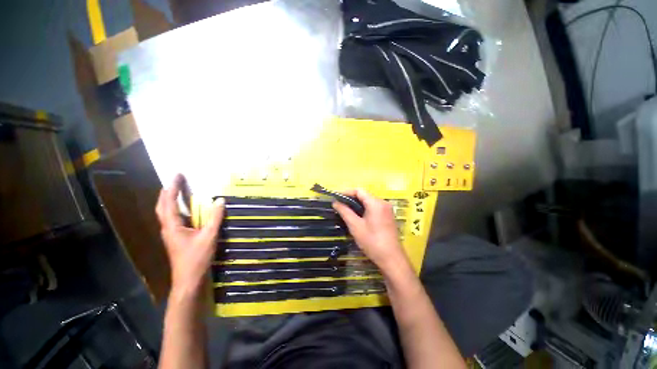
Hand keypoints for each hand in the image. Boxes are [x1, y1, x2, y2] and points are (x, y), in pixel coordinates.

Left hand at [155, 174, 223, 295]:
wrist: (188, 280)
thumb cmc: (196, 258)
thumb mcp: (209, 236)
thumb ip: (215, 218)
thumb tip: (220, 200)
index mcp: (172, 226)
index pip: (169, 202)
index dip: (173, 188)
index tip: (177, 175)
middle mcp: (168, 228)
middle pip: (162, 207)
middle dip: (167, 192)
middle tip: (174, 181)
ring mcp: (171, 234)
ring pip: (165, 213)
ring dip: (169, 201)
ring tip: (176, 191)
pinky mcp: (176, 239)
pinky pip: (173, 219)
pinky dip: (175, 210)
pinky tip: (184, 211)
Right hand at [333, 189, 408, 272]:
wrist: (392, 259)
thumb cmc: (372, 242)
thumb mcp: (355, 226)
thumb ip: (345, 212)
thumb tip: (335, 202)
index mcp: (376, 203)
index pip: (359, 191)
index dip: (346, 192)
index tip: (335, 197)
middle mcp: (383, 203)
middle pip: (364, 195)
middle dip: (350, 198)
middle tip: (339, 204)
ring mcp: (387, 209)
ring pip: (369, 201)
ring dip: (357, 204)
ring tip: (345, 210)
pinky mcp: (388, 216)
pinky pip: (374, 207)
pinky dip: (364, 209)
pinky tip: (357, 216)